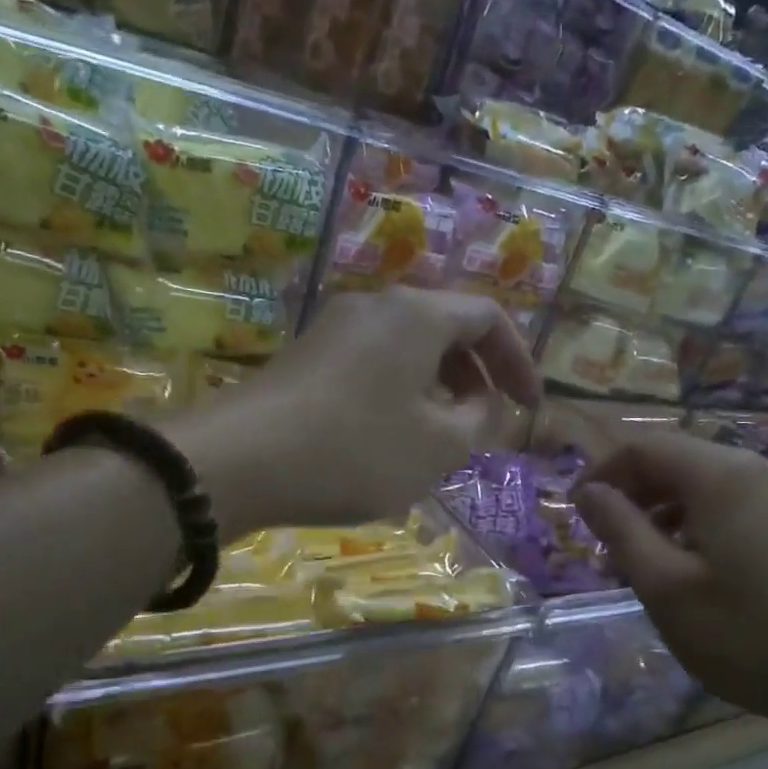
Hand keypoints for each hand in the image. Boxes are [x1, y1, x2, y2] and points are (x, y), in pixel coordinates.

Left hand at [171, 288, 540, 530]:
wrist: (238, 461)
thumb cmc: (355, 450)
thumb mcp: (437, 447)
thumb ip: (478, 422)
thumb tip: (480, 405)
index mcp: (417, 315)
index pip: (487, 319)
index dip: (518, 361)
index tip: (529, 407)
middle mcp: (375, 307)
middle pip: (444, 329)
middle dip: (475, 378)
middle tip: (485, 425)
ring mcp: (333, 330)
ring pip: (406, 351)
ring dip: (436, 391)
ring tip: (440, 440)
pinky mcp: (305, 359)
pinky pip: (371, 367)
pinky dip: (398, 396)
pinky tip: (389, 441)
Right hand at [574, 429, 767, 730]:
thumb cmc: (749, 636)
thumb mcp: (665, 587)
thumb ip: (620, 530)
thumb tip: (589, 491)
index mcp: (722, 476)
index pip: (644, 447)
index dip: (602, 473)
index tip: (577, 514)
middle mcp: (761, 469)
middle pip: (679, 461)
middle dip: (634, 496)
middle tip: (608, 548)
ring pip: (709, 486)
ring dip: (667, 513)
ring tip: (647, 565)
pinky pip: (740, 507)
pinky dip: (703, 525)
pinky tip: (699, 571)